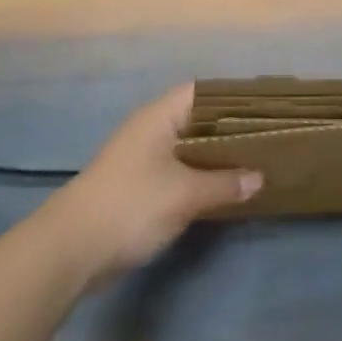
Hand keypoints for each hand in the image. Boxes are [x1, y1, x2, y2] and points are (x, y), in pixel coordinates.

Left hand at [47, 84, 261, 280]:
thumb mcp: (185, 194)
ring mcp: (144, 157)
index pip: (204, 92)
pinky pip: (180, 169)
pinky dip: (202, 175)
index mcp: (160, 116)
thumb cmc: (131, 205)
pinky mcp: (140, 185)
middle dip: (231, 129)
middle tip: (270, 137)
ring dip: (217, 155)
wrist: (72, 248)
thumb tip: (259, 177)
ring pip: (190, 147)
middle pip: (199, 119)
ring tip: (256, 161)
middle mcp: (152, 129)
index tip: (267, 108)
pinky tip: (225, 188)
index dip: (235, 97)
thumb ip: (225, 183)